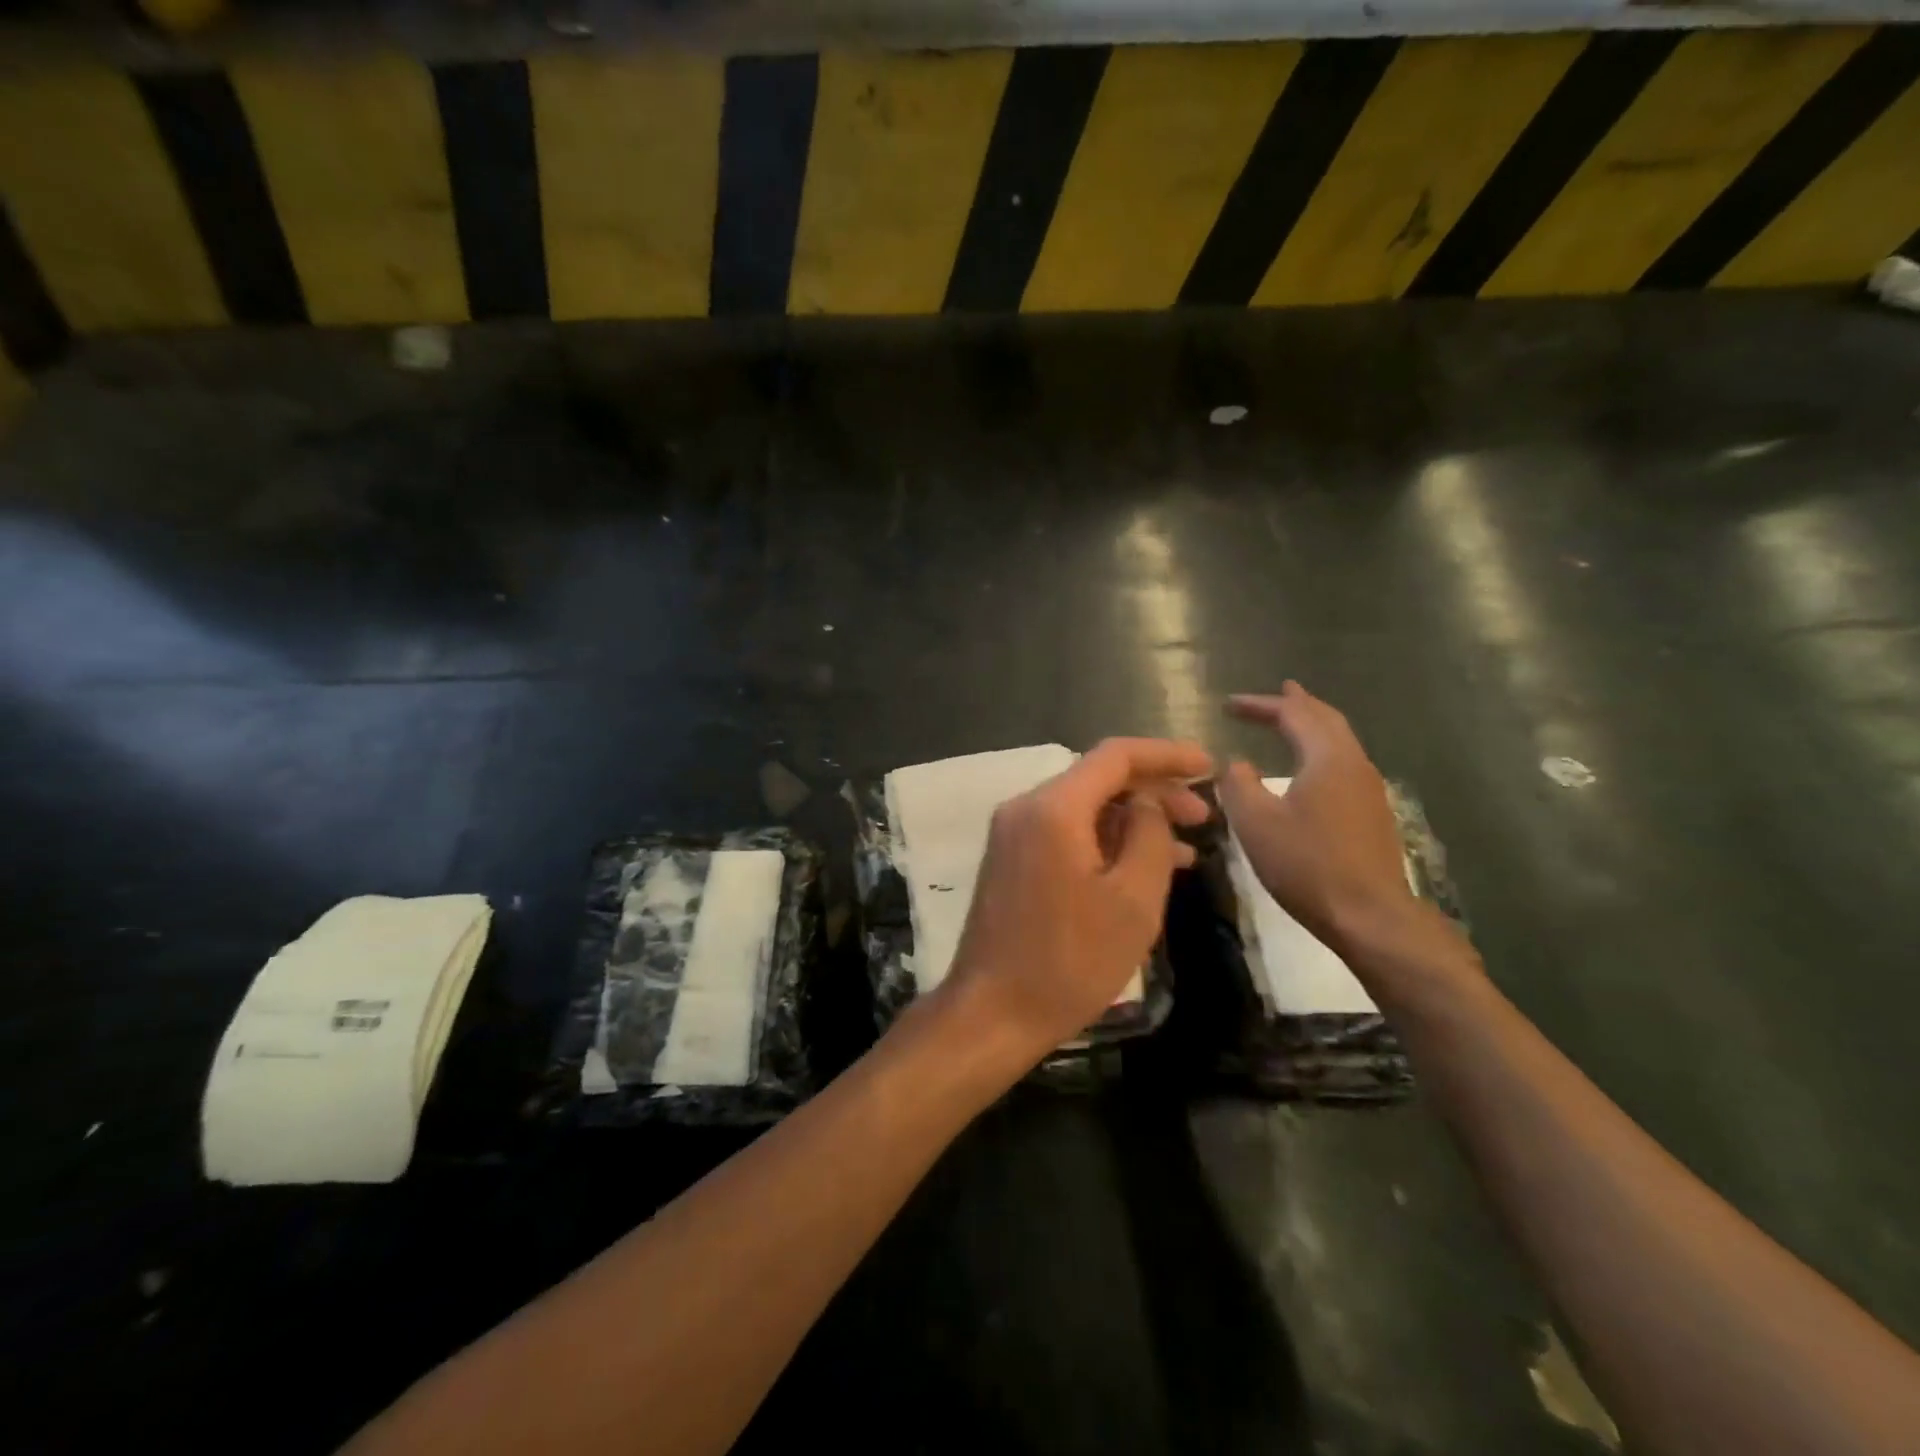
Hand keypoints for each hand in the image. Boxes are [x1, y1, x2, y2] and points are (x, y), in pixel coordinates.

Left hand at [945, 737, 1212, 1058]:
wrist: (992, 1013)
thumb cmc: (1070, 961)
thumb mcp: (1132, 900)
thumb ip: (1150, 836)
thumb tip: (1148, 803)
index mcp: (1053, 808)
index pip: (1116, 756)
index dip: (1167, 754)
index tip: (1209, 766)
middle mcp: (1025, 808)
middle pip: (1098, 779)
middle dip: (1154, 792)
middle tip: (1204, 818)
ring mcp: (1012, 834)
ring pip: (1083, 807)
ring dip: (1132, 820)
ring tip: (1186, 848)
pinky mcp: (1011, 860)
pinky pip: (1065, 832)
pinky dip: (1105, 841)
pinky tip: (1141, 867)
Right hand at [1217, 683, 1420, 955]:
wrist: (1369, 916)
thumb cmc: (1307, 864)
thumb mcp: (1255, 822)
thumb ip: (1239, 784)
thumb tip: (1236, 763)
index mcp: (1328, 758)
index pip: (1293, 714)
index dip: (1260, 704)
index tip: (1228, 704)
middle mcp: (1354, 764)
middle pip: (1326, 719)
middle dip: (1297, 704)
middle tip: (1277, 691)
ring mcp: (1369, 789)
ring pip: (1339, 741)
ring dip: (1313, 725)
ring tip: (1294, 719)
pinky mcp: (1372, 813)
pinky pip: (1343, 763)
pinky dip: (1321, 749)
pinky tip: (1310, 766)